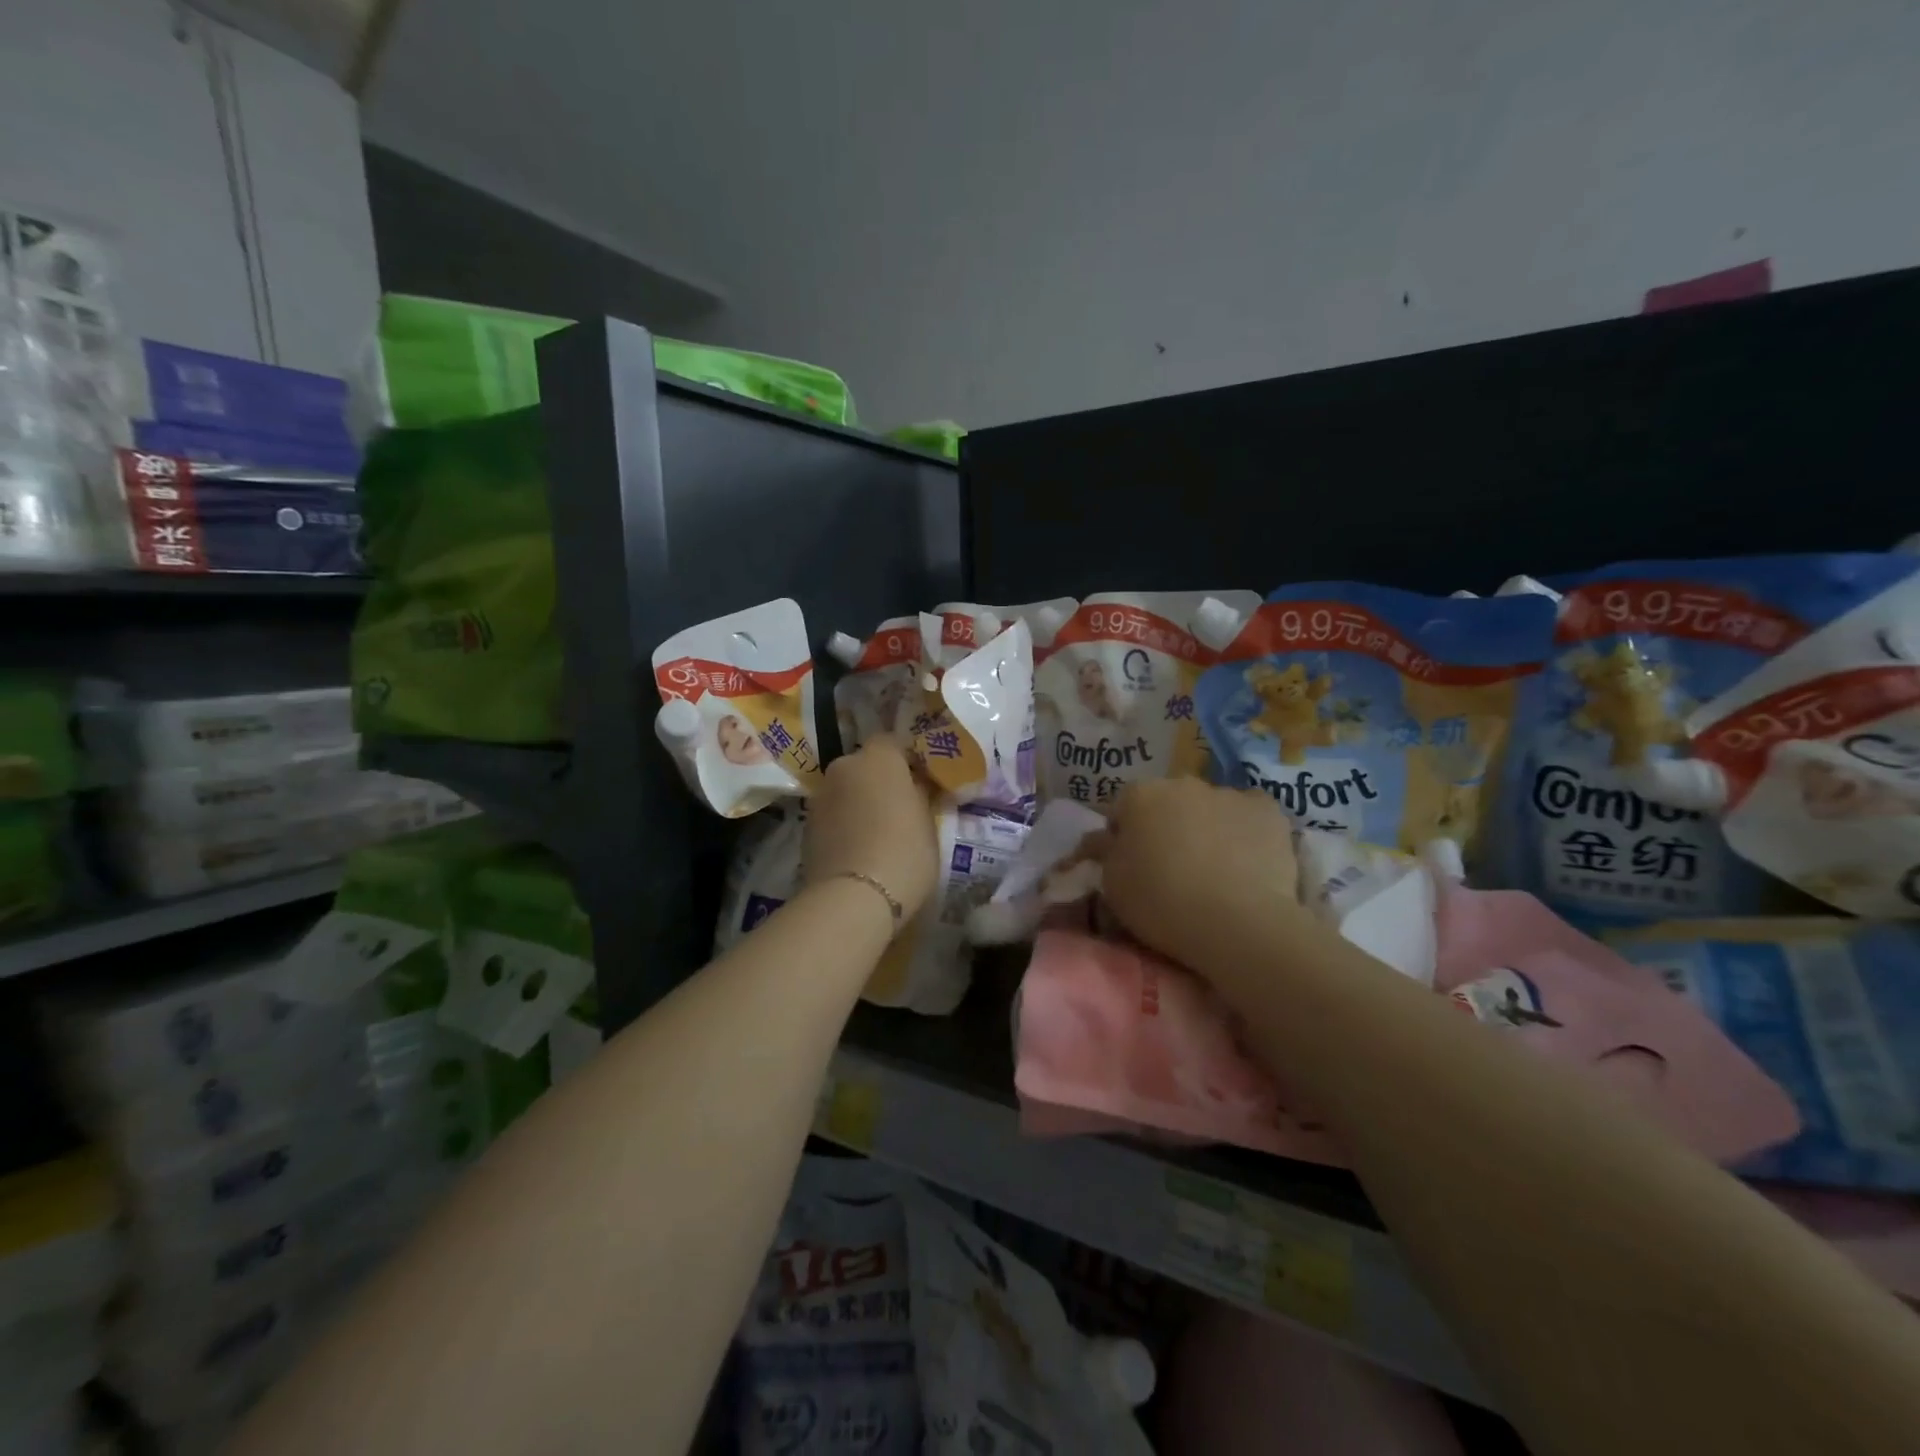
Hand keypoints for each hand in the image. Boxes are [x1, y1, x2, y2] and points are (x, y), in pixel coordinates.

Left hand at [803, 736, 939, 924]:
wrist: (854, 897)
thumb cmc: (905, 852)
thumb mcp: (928, 822)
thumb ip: (920, 795)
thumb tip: (916, 786)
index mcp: (879, 757)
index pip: (892, 742)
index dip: (906, 760)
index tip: (920, 782)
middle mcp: (844, 766)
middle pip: (864, 766)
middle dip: (878, 781)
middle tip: (898, 807)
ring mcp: (820, 796)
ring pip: (845, 790)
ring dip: (858, 802)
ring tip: (877, 833)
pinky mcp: (806, 826)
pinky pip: (832, 815)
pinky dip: (843, 824)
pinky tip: (857, 849)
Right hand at [1099, 778, 1306, 982]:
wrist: (1235, 922)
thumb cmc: (1160, 901)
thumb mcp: (1111, 884)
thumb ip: (1105, 852)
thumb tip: (1104, 839)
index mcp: (1139, 795)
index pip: (1122, 809)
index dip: (1123, 837)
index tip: (1130, 866)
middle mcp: (1182, 783)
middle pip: (1168, 802)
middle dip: (1166, 826)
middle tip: (1171, 868)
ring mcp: (1228, 793)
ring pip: (1210, 807)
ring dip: (1206, 827)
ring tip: (1214, 871)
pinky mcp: (1268, 811)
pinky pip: (1249, 815)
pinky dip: (1245, 831)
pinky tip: (1247, 861)